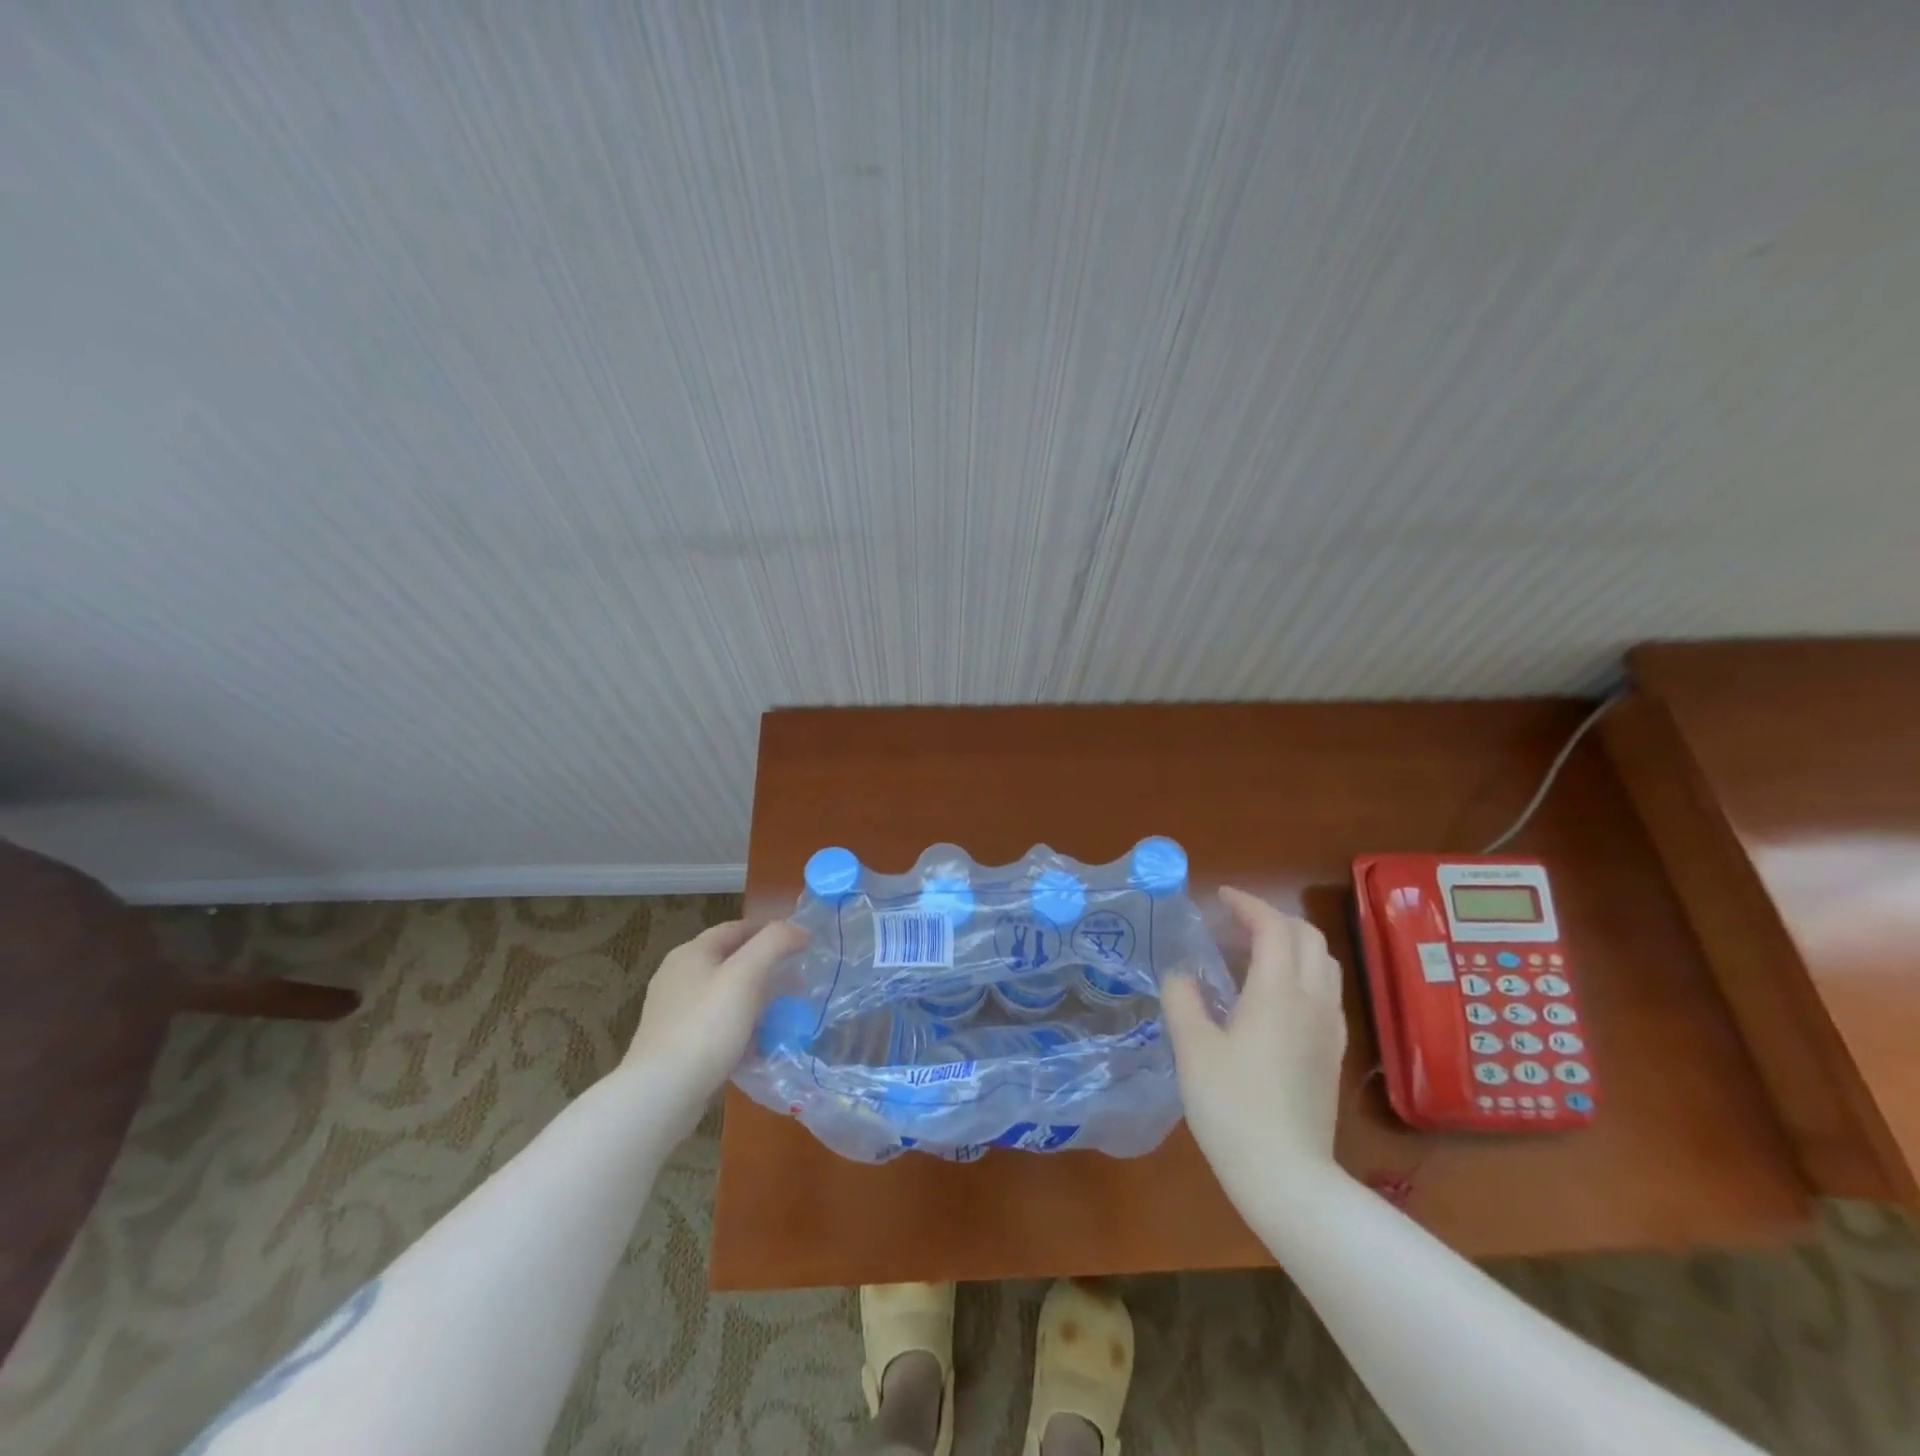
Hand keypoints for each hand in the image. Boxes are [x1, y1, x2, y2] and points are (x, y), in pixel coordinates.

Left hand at [622, 919, 808, 1126]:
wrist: (662, 1093)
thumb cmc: (707, 1025)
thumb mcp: (746, 974)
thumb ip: (774, 943)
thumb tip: (799, 930)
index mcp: (691, 953)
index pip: (737, 928)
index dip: (770, 931)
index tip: (802, 943)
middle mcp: (678, 976)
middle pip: (731, 961)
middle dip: (766, 967)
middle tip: (798, 980)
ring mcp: (674, 1012)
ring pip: (725, 995)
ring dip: (756, 999)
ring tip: (784, 1012)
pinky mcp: (676, 1044)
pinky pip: (716, 1024)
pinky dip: (740, 1026)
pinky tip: (759, 1043)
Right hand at [1163, 887, 1346, 1196]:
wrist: (1288, 1176)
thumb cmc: (1233, 1106)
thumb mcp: (1193, 1048)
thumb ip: (1183, 999)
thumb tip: (1182, 975)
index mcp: (1279, 991)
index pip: (1273, 926)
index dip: (1247, 903)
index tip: (1219, 897)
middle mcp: (1313, 1001)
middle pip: (1307, 937)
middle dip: (1272, 918)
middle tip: (1234, 924)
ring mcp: (1330, 1029)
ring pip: (1322, 964)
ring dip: (1290, 945)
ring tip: (1251, 955)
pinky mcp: (1333, 1054)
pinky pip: (1324, 993)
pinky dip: (1300, 974)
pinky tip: (1270, 998)